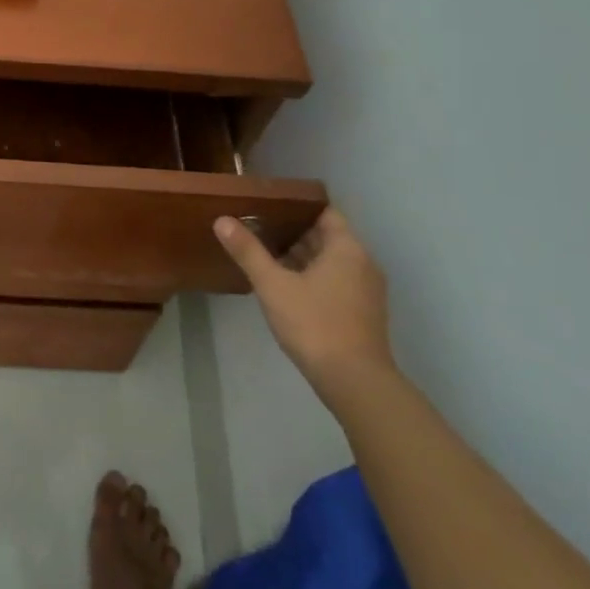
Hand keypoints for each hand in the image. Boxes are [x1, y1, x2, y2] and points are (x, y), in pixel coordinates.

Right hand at [214, 207, 392, 402]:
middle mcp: (363, 263)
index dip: (298, 207)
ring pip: (332, 262)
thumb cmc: (314, 324)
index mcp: (347, 249)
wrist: (354, 380)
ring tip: (266, 257)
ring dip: (303, 258)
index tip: (269, 207)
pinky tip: (287, 288)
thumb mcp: (273, 285)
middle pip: (328, 237)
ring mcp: (367, 290)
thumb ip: (248, 252)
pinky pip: (337, 282)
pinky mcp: (363, 312)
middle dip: (295, 233)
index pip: (325, 213)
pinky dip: (314, 278)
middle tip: (258, 230)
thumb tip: (222, 220)